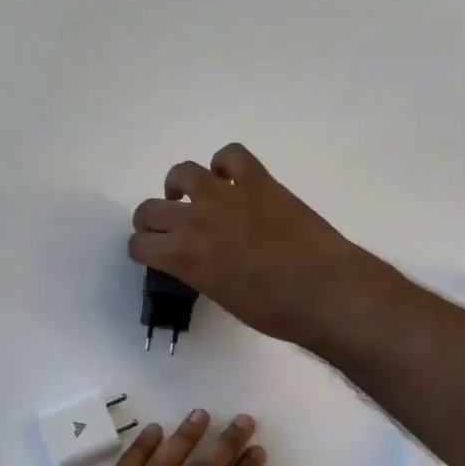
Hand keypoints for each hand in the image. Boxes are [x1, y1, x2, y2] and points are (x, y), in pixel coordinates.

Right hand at [129, 143, 374, 349]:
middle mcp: (195, 220)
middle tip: (167, 230)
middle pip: (151, 209)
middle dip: (152, 222)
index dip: (143, 250)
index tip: (153, 254)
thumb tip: (198, 261)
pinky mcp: (258, 181)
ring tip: (191, 197)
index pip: (140, 245)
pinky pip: (231, 155)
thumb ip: (199, 273)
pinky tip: (230, 179)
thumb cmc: (274, 310)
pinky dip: (225, 164)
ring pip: (182, 172)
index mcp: (183, 257)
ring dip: (179, 186)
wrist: (324, 291)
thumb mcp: (222, 297)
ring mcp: (226, 195)